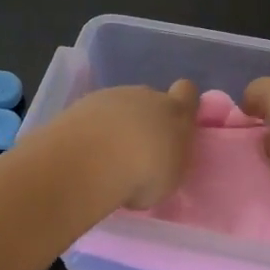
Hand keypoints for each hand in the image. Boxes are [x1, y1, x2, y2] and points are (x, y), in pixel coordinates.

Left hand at [49, 80, 199, 208]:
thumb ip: (170, 160)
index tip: (175, 126)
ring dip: (116, 125)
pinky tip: (85, 152)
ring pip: (119, 106)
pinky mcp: (81, 103)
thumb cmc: (144, 172)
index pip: (187, 92)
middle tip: (137, 152)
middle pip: (150, 100)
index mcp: (175, 111)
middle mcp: (145, 96)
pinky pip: (93, 115)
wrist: (93, 160)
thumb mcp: (171, 177)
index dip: (182, 104)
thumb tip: (161, 159)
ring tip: (106, 157)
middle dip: (145, 120)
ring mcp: (111, 96)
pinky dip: (92, 129)